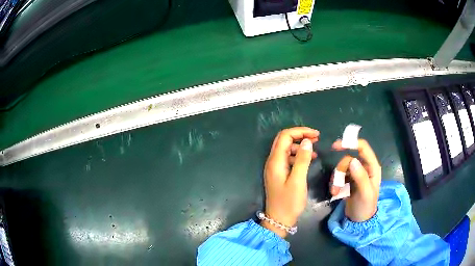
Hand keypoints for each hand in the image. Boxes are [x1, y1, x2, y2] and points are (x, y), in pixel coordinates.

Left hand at [262, 127, 318, 237]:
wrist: (279, 219)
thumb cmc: (289, 202)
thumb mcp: (298, 180)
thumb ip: (302, 160)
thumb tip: (306, 141)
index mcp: (275, 161)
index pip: (285, 136)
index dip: (300, 131)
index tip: (316, 134)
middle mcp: (272, 161)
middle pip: (284, 140)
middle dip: (300, 135)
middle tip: (316, 138)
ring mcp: (275, 168)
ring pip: (286, 148)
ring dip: (300, 145)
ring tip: (315, 149)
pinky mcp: (279, 173)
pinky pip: (288, 158)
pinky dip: (298, 155)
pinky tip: (309, 159)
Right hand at [331, 139, 380, 221]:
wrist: (359, 221)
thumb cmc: (366, 207)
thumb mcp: (365, 193)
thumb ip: (361, 177)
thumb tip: (352, 160)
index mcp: (372, 167)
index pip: (363, 148)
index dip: (351, 143)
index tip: (335, 146)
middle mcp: (364, 168)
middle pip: (348, 159)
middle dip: (340, 171)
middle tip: (336, 186)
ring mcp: (356, 174)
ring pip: (342, 168)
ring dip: (336, 179)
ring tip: (335, 192)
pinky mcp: (349, 181)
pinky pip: (339, 176)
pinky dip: (335, 183)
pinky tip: (335, 193)